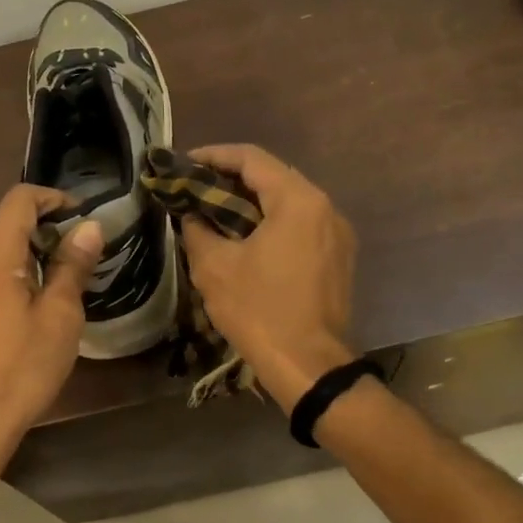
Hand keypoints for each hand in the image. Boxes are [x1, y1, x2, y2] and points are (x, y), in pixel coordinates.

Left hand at [0, 184, 102, 467]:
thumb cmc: (21, 368)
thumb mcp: (59, 317)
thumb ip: (72, 266)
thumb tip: (89, 227)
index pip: (19, 200)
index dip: (52, 197)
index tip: (81, 217)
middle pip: (5, 226)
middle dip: (45, 229)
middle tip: (80, 256)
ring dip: (28, 256)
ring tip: (61, 285)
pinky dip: (11, 278)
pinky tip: (30, 311)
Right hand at [179, 143, 357, 410]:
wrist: (309, 366)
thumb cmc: (259, 311)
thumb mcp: (214, 267)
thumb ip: (197, 229)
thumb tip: (191, 214)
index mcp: (298, 201)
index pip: (251, 159)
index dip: (214, 156)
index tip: (184, 163)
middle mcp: (325, 207)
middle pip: (273, 176)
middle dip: (232, 179)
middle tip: (196, 188)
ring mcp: (337, 233)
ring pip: (289, 202)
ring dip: (252, 202)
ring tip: (216, 211)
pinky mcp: (338, 257)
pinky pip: (301, 225)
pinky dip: (272, 223)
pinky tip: (246, 238)